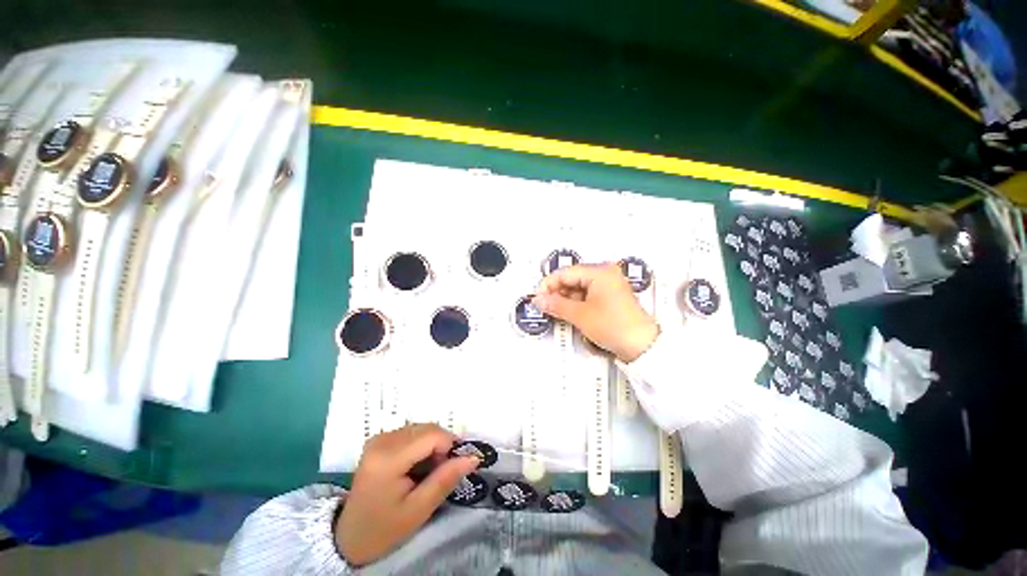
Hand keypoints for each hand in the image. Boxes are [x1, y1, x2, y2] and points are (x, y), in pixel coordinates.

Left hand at [335, 424, 478, 565]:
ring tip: (427, 472)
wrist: (349, 538)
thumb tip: (474, 457)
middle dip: (441, 446)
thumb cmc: (384, 529)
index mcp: (388, 458)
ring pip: (421, 428)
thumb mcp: (418, 510)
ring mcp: (378, 438)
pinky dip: (421, 445)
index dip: (449, 447)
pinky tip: (416, 466)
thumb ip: (445, 480)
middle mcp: (382, 440)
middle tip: (440, 473)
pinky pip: (411, 432)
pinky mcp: (378, 440)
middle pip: (427, 428)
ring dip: (432, 445)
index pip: (432, 435)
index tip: (452, 468)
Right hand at [533, 263, 658, 361]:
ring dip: (565, 299)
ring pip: (578, 287)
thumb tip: (538, 300)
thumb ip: (556, 304)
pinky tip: (569, 313)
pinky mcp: (609, 296)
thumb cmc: (615, 326)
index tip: (538, 297)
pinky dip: (576, 303)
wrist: (641, 346)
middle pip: (572, 278)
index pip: (565, 273)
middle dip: (557, 292)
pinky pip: (587, 294)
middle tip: (544, 305)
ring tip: (555, 311)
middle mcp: (605, 274)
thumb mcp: (580, 315)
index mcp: (600, 272)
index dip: (548, 284)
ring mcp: (608, 285)